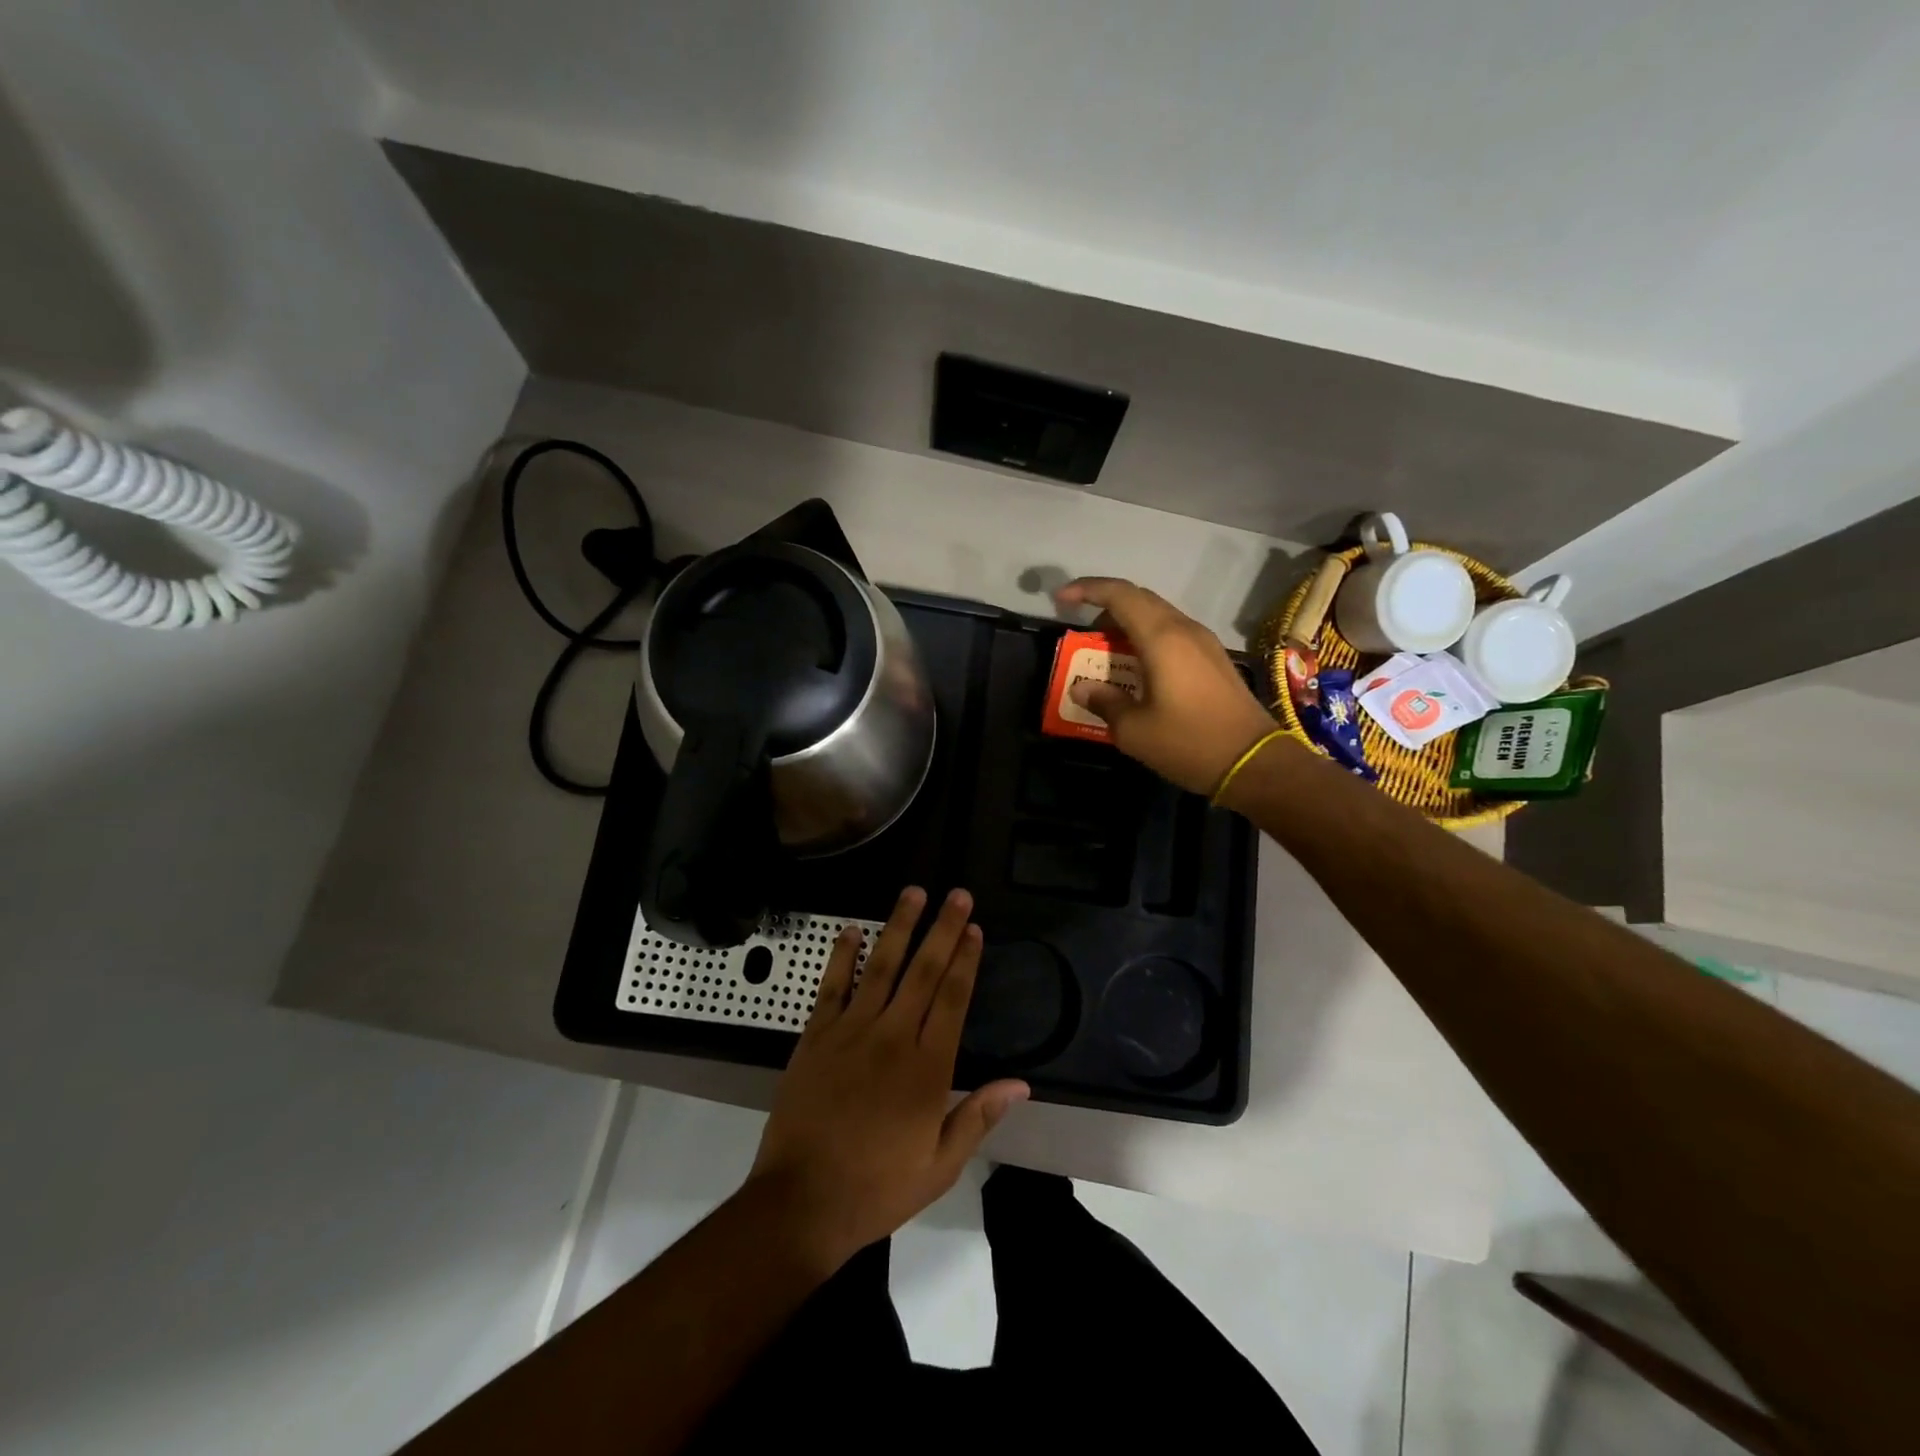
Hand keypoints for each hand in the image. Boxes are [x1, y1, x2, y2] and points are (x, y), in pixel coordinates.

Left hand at [745, 887, 1028, 1270]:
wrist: (801, 1202)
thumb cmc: (877, 1188)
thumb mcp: (940, 1165)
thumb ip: (978, 1116)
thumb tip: (1022, 1084)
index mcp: (926, 1068)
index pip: (952, 999)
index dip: (965, 960)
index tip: (975, 929)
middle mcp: (892, 1038)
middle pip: (923, 972)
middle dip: (943, 929)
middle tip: (957, 895)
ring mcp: (850, 1032)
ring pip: (881, 968)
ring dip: (899, 928)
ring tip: (913, 893)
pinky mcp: (815, 1037)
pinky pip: (832, 986)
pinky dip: (842, 956)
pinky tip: (851, 931)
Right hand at [1054, 577, 1277, 796]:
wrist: (1253, 761)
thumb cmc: (1189, 743)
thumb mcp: (1134, 730)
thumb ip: (1104, 702)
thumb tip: (1082, 689)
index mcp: (1161, 638)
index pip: (1119, 595)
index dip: (1086, 590)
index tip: (1061, 601)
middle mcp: (1184, 629)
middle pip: (1139, 599)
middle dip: (1104, 607)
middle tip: (1081, 631)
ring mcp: (1203, 642)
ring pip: (1157, 614)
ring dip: (1127, 623)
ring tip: (1104, 651)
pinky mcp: (1213, 658)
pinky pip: (1172, 632)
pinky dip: (1146, 637)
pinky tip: (1136, 666)